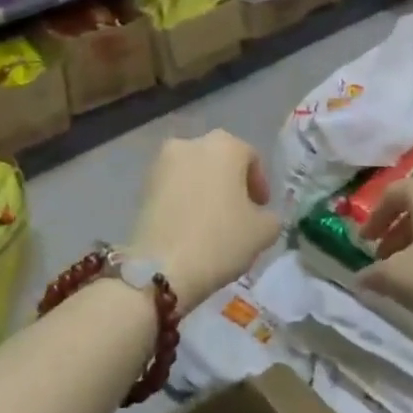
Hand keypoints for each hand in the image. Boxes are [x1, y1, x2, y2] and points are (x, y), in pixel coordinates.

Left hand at [130, 132, 281, 311]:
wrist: (161, 269)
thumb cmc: (221, 240)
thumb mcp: (264, 232)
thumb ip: (270, 217)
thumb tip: (261, 216)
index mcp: (225, 146)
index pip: (251, 158)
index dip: (260, 184)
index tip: (261, 209)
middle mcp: (191, 144)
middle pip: (220, 161)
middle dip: (231, 183)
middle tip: (239, 213)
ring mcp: (162, 163)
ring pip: (194, 173)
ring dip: (206, 190)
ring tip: (212, 222)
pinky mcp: (142, 186)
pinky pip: (173, 188)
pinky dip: (184, 200)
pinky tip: (190, 227)